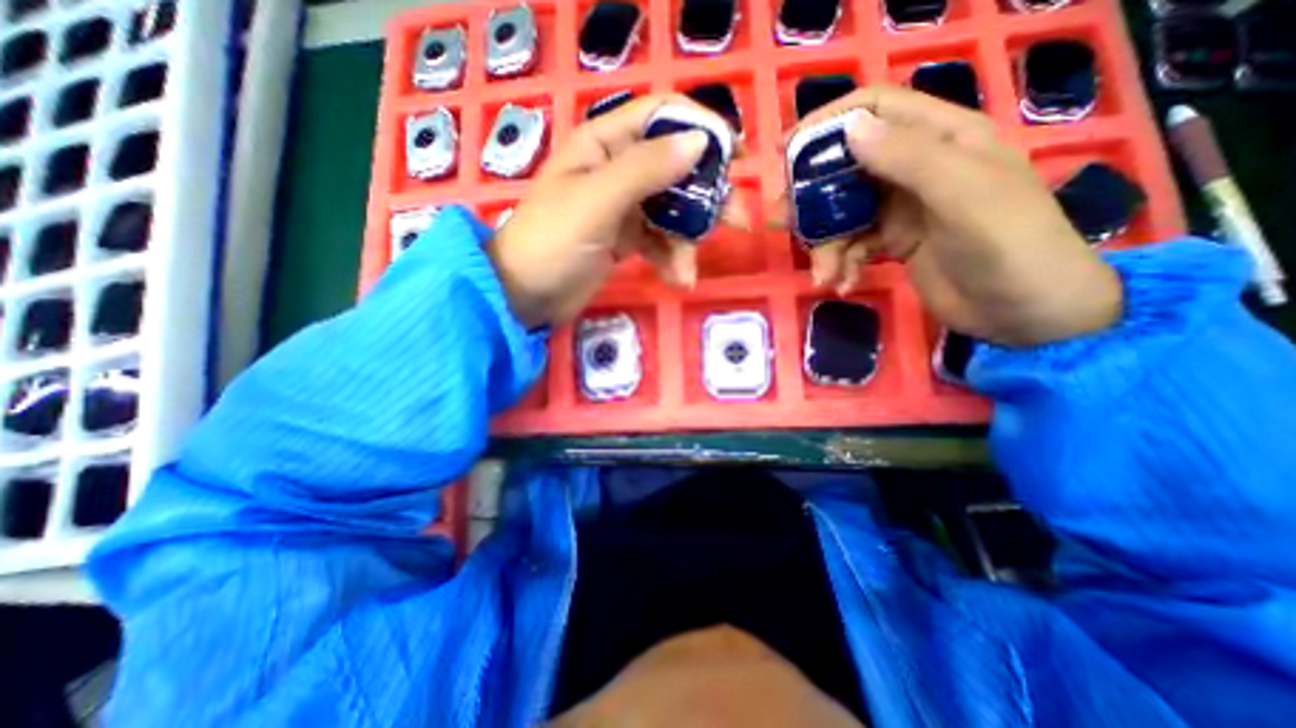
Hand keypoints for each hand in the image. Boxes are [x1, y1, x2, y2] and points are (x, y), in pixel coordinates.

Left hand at [488, 94, 749, 325]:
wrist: (524, 296)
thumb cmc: (551, 242)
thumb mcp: (596, 201)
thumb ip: (645, 170)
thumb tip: (700, 142)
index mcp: (604, 143)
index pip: (662, 117)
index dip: (702, 129)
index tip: (737, 158)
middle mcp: (617, 169)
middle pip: (676, 168)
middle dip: (707, 195)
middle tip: (739, 221)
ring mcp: (623, 206)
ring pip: (673, 210)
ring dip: (688, 240)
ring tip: (688, 270)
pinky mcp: (626, 239)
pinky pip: (660, 241)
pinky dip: (672, 258)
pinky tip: (678, 279)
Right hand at [778, 86, 1124, 347]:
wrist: (1027, 313)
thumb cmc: (1010, 246)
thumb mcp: (964, 195)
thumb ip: (909, 158)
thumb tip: (849, 128)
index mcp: (942, 137)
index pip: (876, 110)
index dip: (828, 123)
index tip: (785, 152)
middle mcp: (917, 167)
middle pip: (848, 166)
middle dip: (814, 196)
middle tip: (784, 223)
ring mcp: (902, 207)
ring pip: (844, 212)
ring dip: (826, 244)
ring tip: (824, 275)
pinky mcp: (893, 241)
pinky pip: (852, 244)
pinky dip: (841, 263)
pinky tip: (842, 284)